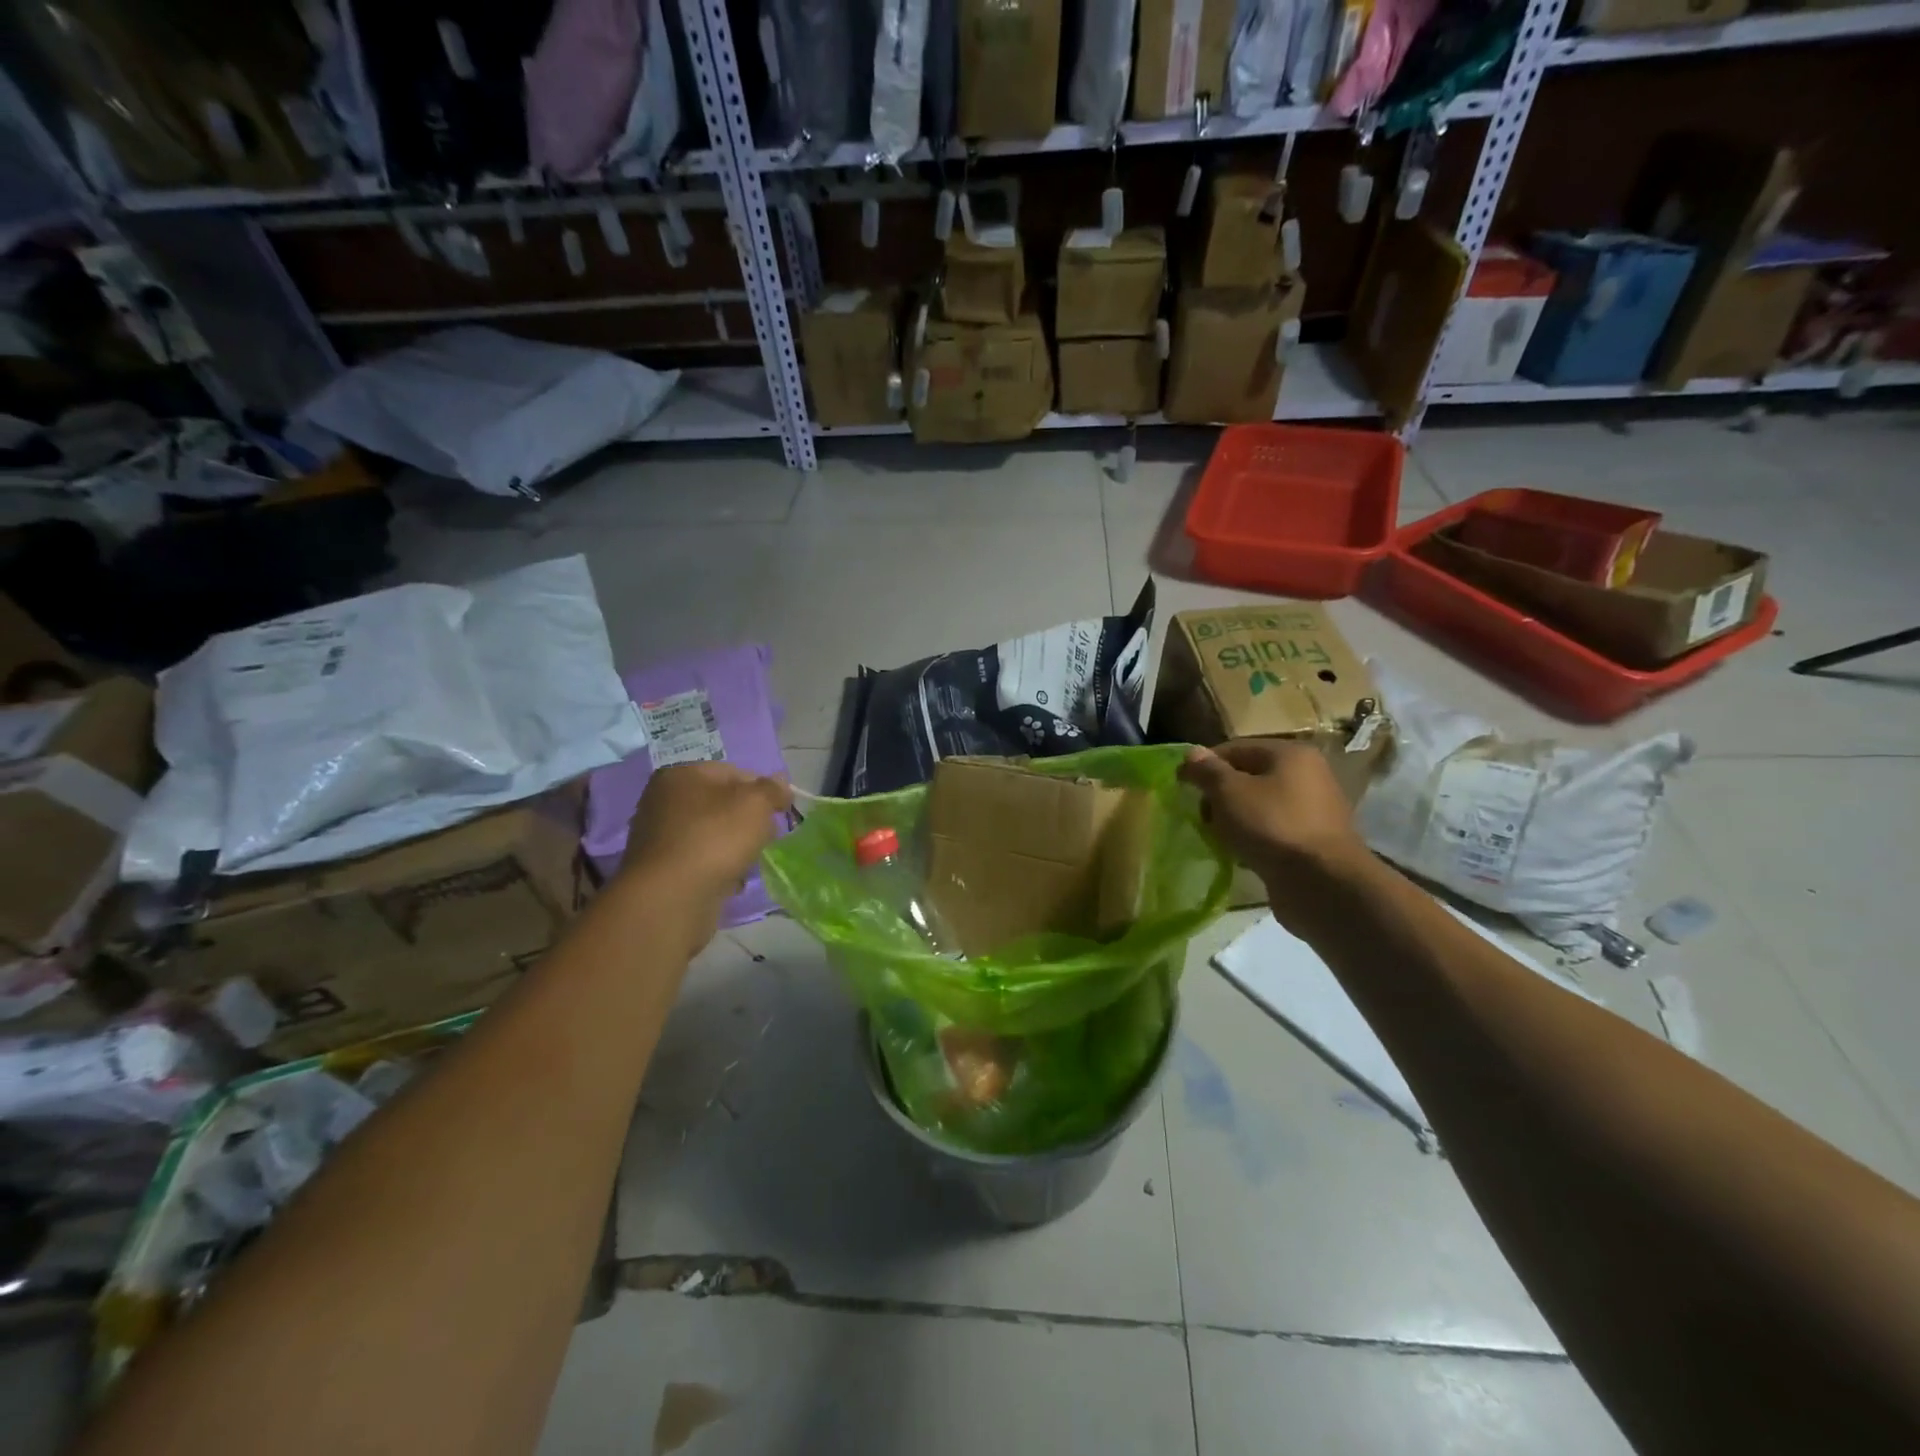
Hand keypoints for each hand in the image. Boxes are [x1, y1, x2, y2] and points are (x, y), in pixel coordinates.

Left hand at [620, 762, 792, 905]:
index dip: (762, 790)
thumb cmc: (715, 838)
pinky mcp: (662, 870)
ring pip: (712, 834)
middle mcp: (663, 801)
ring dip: (734, 846)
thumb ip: (772, 789)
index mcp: (680, 775)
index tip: (779, 812)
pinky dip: (717, 868)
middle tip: (766, 837)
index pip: (733, 773)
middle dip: (748, 821)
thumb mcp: (756, 804)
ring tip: (748, 862)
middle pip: (721, 804)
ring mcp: (659, 837)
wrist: (672, 898)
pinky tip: (730, 881)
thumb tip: (780, 783)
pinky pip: (701, 861)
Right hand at [1178, 740, 1371, 924]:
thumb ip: (1207, 771)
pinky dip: (1254, 838)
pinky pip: (1273, 830)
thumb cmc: (1272, 826)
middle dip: (1220, 796)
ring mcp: (1313, 809)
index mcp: (1290, 754)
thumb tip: (1191, 754)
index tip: (1184, 787)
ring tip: (1219, 838)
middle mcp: (1307, 775)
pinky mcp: (1313, 840)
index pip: (1236, 748)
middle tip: (1204, 817)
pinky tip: (1241, 854)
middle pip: (1249, 776)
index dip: (1206, 765)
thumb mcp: (1229, 792)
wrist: (1322, 883)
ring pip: (1260, 805)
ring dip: (1235, 819)